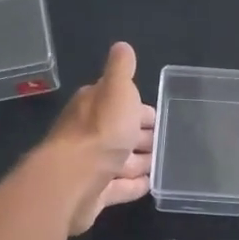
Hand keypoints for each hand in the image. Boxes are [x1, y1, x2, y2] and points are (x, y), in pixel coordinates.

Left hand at [45, 42, 155, 234]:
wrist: (74, 180)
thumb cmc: (101, 131)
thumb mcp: (117, 90)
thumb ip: (121, 69)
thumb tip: (122, 46)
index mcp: (93, 106)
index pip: (120, 103)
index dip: (140, 109)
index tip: (159, 117)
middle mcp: (89, 134)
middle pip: (120, 132)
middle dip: (141, 136)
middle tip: (165, 142)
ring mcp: (91, 166)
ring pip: (120, 160)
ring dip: (139, 161)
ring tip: (161, 163)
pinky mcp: (94, 193)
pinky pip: (119, 187)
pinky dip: (133, 185)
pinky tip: (149, 185)